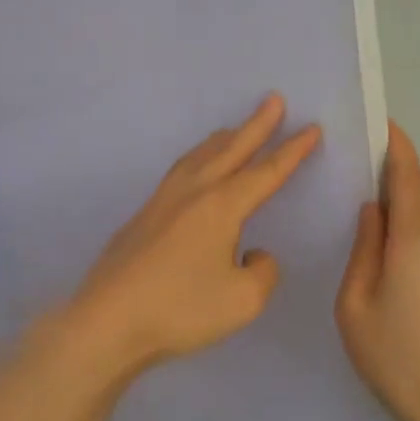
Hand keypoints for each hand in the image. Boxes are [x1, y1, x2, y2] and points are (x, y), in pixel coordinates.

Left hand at [65, 95, 321, 378]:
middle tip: (273, 99)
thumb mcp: (243, 300)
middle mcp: (192, 193)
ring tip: (234, 128)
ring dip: (222, 140)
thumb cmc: (180, 310)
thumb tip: (252, 252)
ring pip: (199, 157)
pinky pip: (180, 172)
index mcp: (220, 207)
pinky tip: (194, 170)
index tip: (311, 128)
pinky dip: (197, 158)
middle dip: (256, 125)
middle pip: (230, 150)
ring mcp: (162, 202)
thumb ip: (262, 271)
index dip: (292, 151)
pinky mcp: (142, 216)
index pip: (266, 172)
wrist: (107, 321)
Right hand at [336, 124, 419, 420]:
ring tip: (362, 194)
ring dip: (400, 197)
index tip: (374, 120)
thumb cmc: (397, 358)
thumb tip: (371, 210)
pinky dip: (409, 223)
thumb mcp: (356, 304)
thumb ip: (363, 248)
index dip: (394, 143)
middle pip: (419, 189)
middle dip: (392, 167)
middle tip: (354, 157)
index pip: (408, 173)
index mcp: (417, 238)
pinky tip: (386, 239)